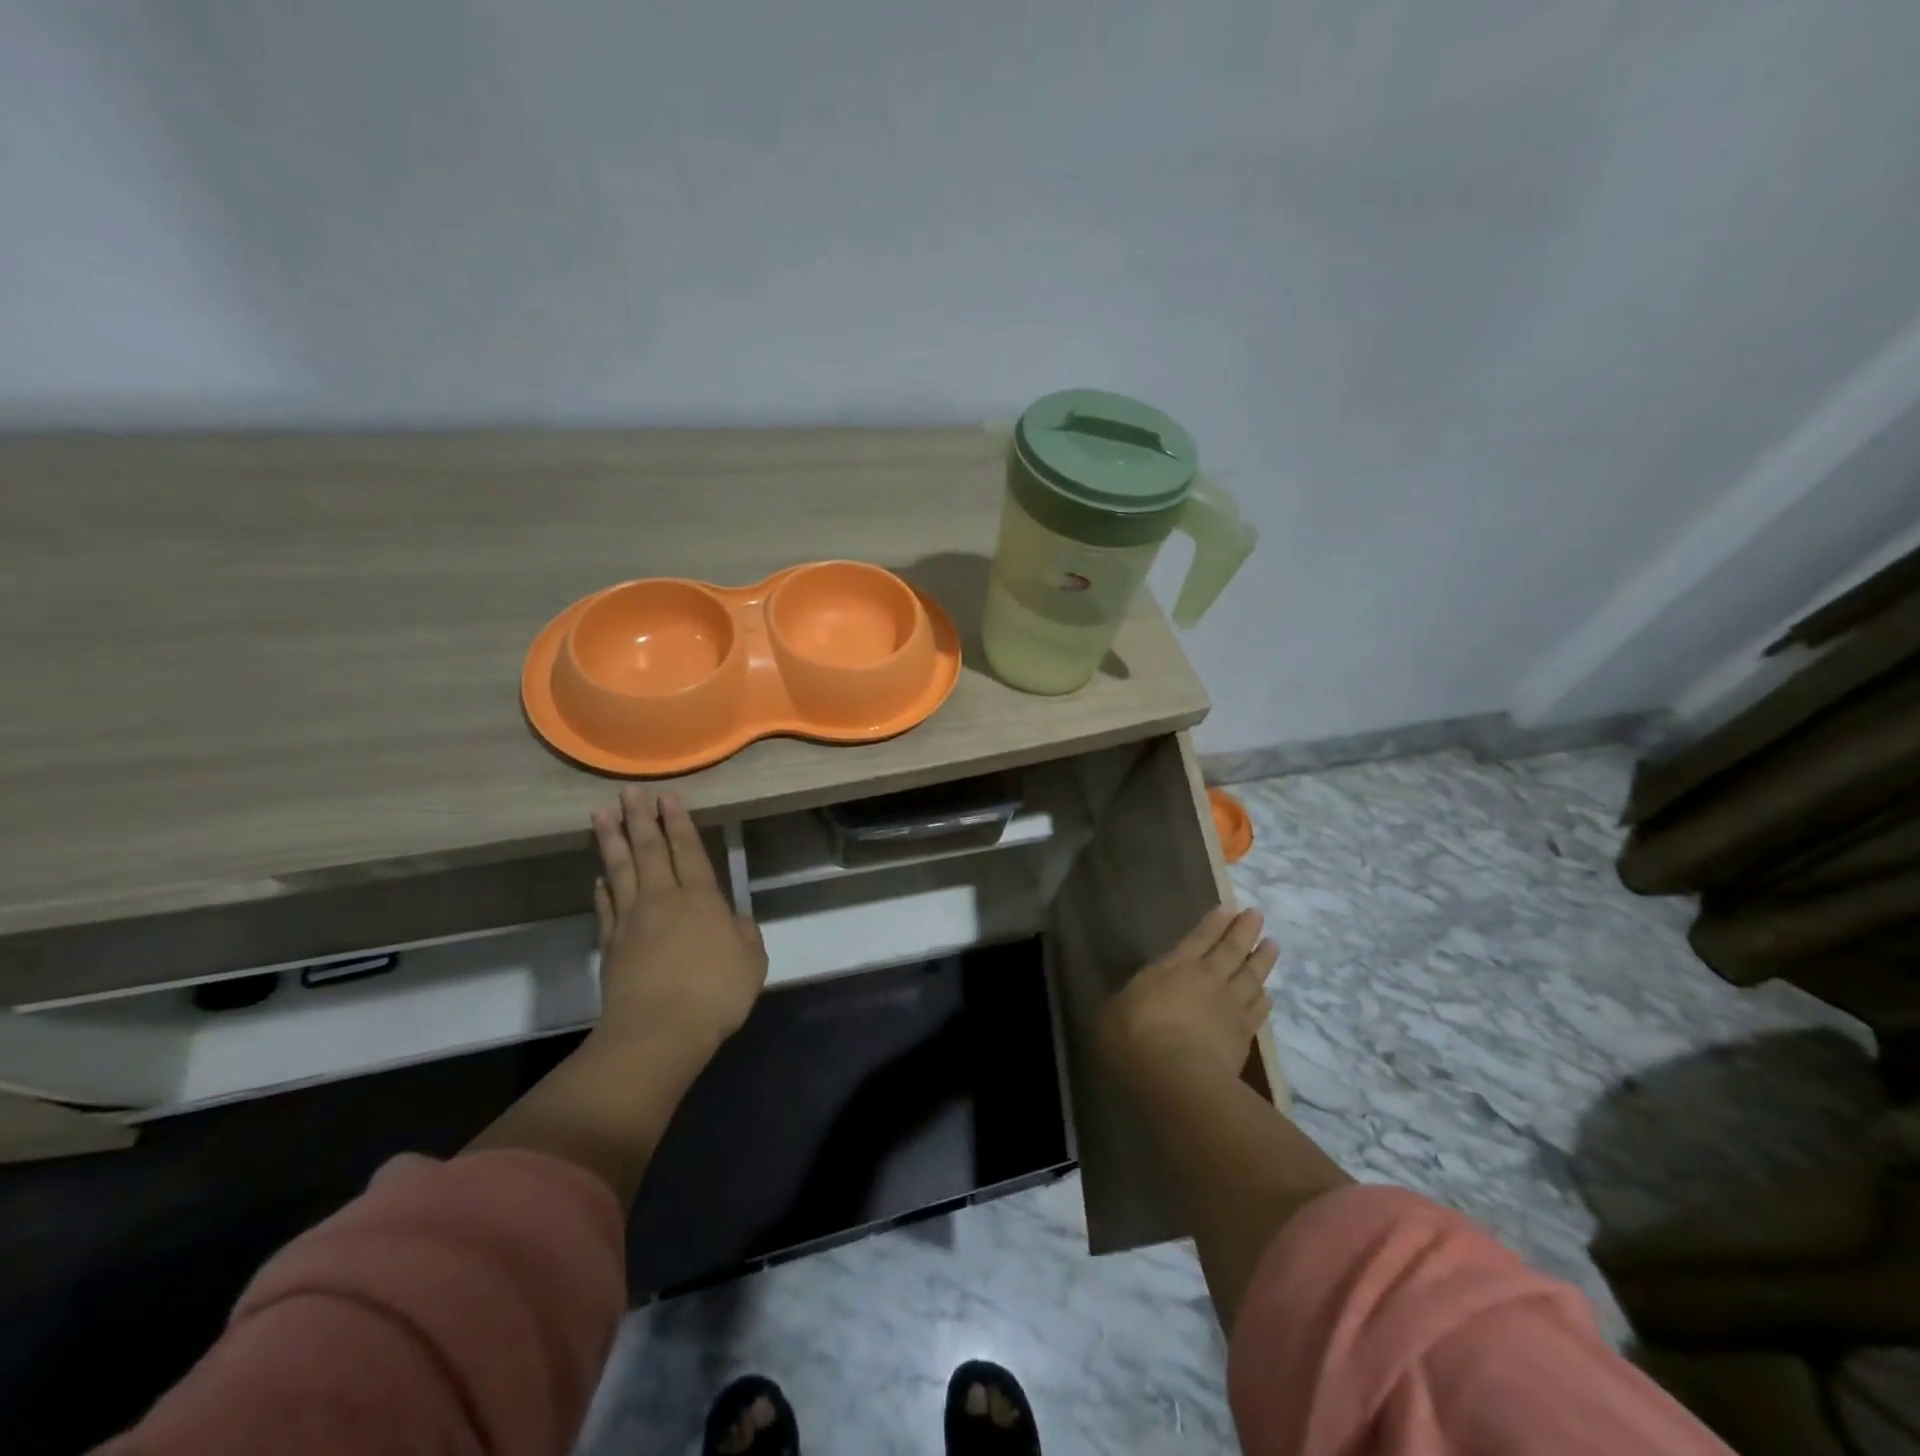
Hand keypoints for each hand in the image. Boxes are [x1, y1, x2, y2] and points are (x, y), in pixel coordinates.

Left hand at [589, 787, 767, 1065]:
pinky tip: (599, 878)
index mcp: (702, 900)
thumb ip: (745, 935)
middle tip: (629, 792)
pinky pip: (606, 908)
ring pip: (620, 871)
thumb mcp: (751, 962)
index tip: (668, 798)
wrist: (659, 1032)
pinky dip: (603, 889)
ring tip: (601, 815)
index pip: (688, 851)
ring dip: (611, 841)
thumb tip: (735, 921)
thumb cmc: (715, 993)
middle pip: (650, 852)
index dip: (679, 823)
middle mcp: (664, 900)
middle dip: (641, 819)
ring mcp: (632, 921)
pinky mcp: (611, 945)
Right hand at [1098, 907, 1276, 1088]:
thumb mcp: (1115, 1010)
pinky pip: (1257, 1011)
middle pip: (1231, 950)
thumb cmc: (1135, 1033)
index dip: (1213, 923)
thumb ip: (1130, 1000)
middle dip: (1244, 930)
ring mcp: (1229, 1007)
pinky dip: (1263, 1000)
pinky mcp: (1243, 1037)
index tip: (1227, 909)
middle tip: (1257, 915)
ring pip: (1251, 977)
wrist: (1175, 1074)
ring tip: (1272, 945)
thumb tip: (1130, 1003)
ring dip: (1263, 960)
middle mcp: (1208, 980)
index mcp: (1175, 966)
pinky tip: (1267, 994)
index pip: (1198, 938)